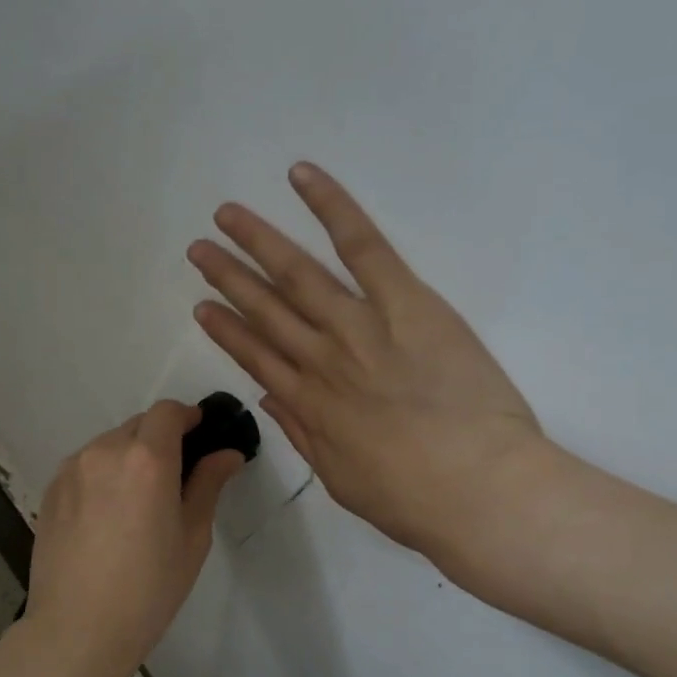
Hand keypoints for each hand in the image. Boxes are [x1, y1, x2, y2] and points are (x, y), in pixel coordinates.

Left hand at [17, 402, 244, 676]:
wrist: (78, 629)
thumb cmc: (149, 588)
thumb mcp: (192, 537)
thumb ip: (208, 484)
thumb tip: (227, 453)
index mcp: (146, 459)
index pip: (168, 412)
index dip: (188, 417)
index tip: (200, 436)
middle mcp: (105, 451)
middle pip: (139, 425)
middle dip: (160, 438)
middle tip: (175, 477)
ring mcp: (72, 469)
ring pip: (109, 444)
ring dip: (130, 456)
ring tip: (138, 502)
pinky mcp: (51, 489)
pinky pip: (86, 466)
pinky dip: (103, 474)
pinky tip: (108, 515)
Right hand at [187, 161, 550, 562]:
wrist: (478, 489)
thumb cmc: (413, 499)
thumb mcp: (342, 480)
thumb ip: (302, 433)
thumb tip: (268, 397)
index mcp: (308, 405)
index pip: (255, 357)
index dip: (226, 330)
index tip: (202, 308)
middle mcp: (320, 359)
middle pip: (265, 310)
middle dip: (228, 278)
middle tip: (198, 250)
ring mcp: (359, 326)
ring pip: (297, 274)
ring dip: (257, 241)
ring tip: (226, 215)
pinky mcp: (405, 301)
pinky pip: (363, 246)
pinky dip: (331, 208)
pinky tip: (301, 177)